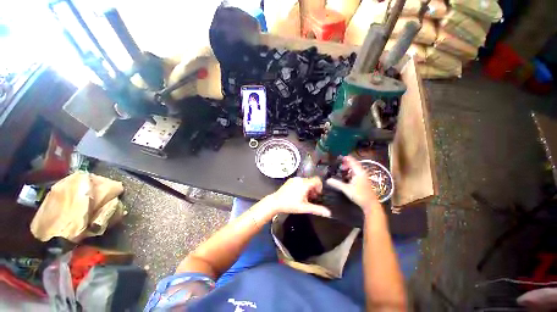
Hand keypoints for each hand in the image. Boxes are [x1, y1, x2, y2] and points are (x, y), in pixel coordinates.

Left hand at [266, 177, 330, 217]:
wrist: (275, 202)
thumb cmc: (289, 205)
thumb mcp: (304, 208)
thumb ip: (317, 209)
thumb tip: (328, 213)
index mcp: (304, 184)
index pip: (317, 180)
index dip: (319, 187)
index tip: (317, 194)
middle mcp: (299, 179)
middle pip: (311, 181)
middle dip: (313, 189)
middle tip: (310, 198)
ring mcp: (294, 179)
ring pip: (305, 181)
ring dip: (307, 188)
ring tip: (304, 197)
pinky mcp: (290, 181)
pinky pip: (299, 181)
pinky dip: (302, 186)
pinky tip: (298, 194)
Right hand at [326, 156, 380, 212]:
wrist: (371, 204)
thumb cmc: (359, 195)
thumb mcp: (346, 189)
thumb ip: (337, 184)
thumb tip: (327, 180)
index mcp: (359, 172)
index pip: (352, 162)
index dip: (346, 158)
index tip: (340, 156)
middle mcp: (362, 173)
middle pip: (354, 165)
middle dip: (346, 164)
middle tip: (339, 165)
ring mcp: (364, 177)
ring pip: (355, 170)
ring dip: (349, 169)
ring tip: (342, 170)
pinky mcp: (364, 181)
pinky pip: (356, 174)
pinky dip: (351, 173)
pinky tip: (346, 177)